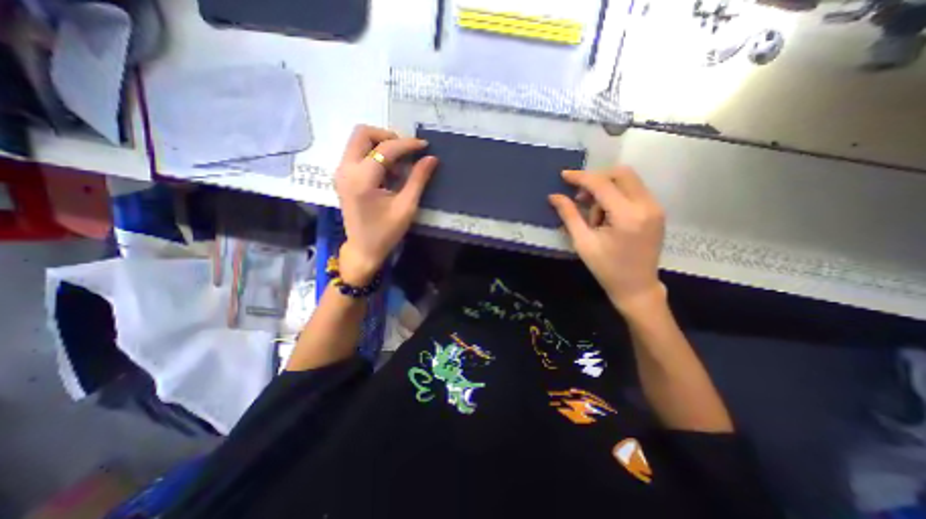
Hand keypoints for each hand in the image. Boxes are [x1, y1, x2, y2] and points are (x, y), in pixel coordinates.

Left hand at [332, 123, 437, 285]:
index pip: (385, 149)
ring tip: (399, 166)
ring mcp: (341, 172)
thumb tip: (431, 158)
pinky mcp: (342, 177)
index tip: (424, 146)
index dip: (407, 144)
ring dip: (381, 146)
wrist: (363, 249)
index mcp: (362, 179)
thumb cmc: (386, 232)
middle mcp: (345, 170)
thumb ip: (418, 179)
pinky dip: (374, 155)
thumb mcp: (406, 207)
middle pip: (362, 133)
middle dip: (388, 136)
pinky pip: (357, 153)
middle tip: (406, 151)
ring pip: (358, 141)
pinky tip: (388, 173)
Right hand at [549, 166, 664, 312]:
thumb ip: (569, 215)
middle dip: (596, 179)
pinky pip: (634, 191)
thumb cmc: (606, 268)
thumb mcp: (583, 242)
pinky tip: (606, 214)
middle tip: (580, 197)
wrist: (637, 287)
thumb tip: (554, 196)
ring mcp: (655, 207)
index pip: (602, 184)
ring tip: (594, 215)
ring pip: (628, 180)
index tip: (564, 175)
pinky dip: (616, 195)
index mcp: (627, 216)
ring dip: (606, 189)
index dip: (580, 177)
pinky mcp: (656, 211)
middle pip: (621, 173)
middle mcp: (647, 205)